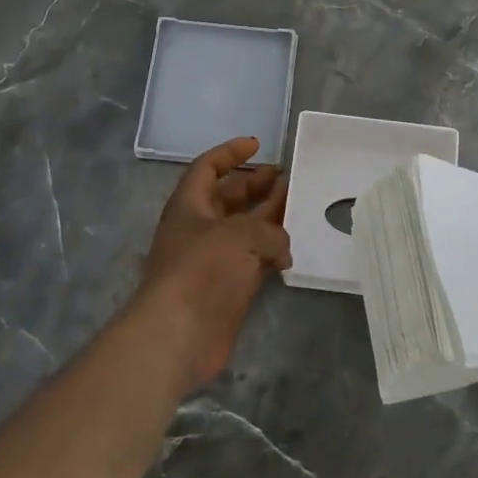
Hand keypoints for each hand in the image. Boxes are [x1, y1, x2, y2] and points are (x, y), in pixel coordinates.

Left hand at [134, 136, 290, 393]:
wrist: (179, 333)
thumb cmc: (202, 269)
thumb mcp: (241, 234)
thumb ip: (269, 231)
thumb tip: (281, 248)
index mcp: (189, 205)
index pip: (207, 167)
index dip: (230, 153)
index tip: (257, 144)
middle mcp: (198, 229)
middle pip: (228, 197)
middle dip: (256, 185)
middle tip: (287, 179)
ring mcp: (212, 260)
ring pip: (244, 230)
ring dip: (269, 218)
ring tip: (297, 208)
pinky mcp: (226, 288)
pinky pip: (252, 261)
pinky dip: (271, 254)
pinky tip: (292, 253)